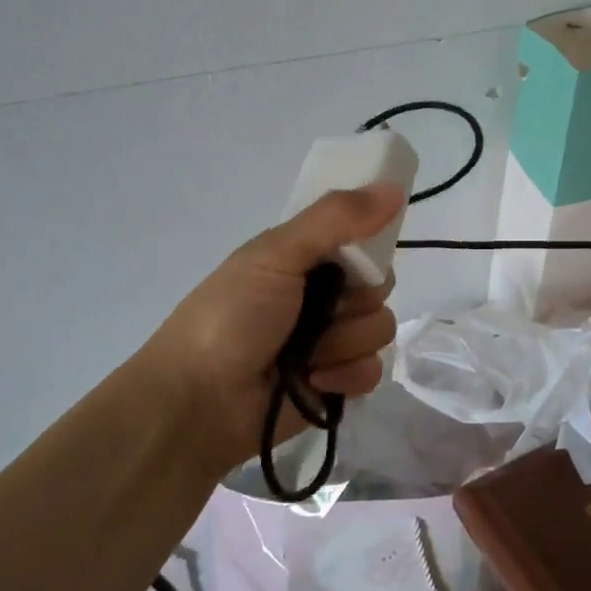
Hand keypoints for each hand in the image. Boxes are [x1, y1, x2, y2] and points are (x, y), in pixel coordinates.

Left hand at [131, 184, 404, 475]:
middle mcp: (321, 296)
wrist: (196, 403)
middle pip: (378, 287)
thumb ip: (336, 218)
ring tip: (308, 355)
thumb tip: (395, 187)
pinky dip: (346, 376)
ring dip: (345, 342)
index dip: (369, 248)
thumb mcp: (277, 254)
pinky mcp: (336, 384)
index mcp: (304, 258)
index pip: (363, 241)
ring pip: (379, 328)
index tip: (360, 258)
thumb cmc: (231, 318)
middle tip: (321, 309)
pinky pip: (372, 371)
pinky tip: (316, 381)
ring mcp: (330, 342)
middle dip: (356, 301)